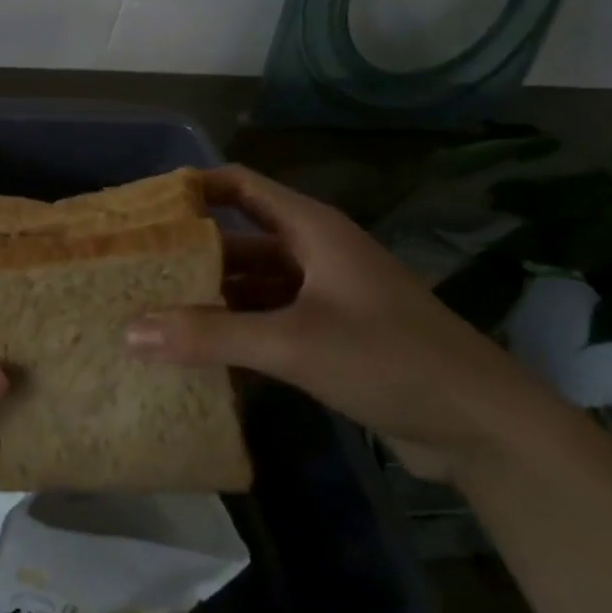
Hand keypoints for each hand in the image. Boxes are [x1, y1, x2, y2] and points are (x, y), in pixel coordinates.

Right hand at [126, 165, 559, 480]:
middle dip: (189, 254)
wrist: (482, 427)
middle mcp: (313, 254)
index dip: (192, 189)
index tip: (140, 208)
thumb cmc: (390, 359)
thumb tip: (129, 331)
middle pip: (238, 239)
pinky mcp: (328, 337)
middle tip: (133, 270)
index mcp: (310, 230)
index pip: (239, 186)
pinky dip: (234, 334)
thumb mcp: (293, 343)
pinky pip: (266, 323)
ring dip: (209, 299)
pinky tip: (194, 355)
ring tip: (151, 314)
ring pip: (250, 285)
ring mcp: (322, 297)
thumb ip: (211, 335)